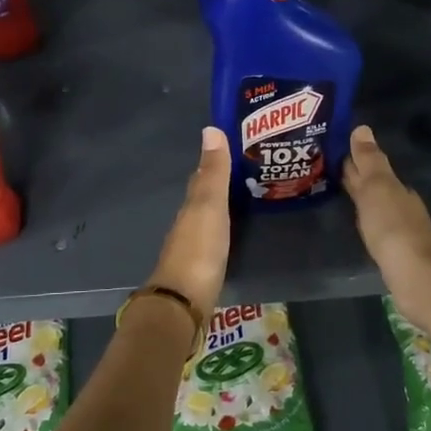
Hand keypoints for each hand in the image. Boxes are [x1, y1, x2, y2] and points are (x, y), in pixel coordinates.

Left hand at [145, 127, 231, 318]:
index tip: (232, 149)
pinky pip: (214, 241)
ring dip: (221, 209)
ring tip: (246, 200)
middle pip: (203, 198)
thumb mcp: (209, 206)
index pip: (201, 177)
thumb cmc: (199, 249)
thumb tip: (210, 129)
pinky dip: (223, 231)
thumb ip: (213, 173)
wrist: (184, 301)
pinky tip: (234, 233)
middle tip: (246, 173)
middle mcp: (188, 224)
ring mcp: (193, 248)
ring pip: (207, 220)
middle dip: (219, 185)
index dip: (213, 163)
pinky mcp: (201, 270)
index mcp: (190, 206)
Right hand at [343, 125, 430, 315]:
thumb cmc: (393, 227)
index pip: (370, 166)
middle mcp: (400, 204)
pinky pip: (376, 227)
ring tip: (338, 193)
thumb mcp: (377, 187)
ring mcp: (399, 229)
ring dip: (360, 198)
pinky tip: (359, 223)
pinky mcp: (396, 252)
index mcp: (395, 187)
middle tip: (328, 167)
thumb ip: (368, 161)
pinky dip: (366, 219)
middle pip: (374, 184)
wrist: (417, 275)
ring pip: (376, 205)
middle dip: (355, 176)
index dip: (352, 158)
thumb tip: (362, 127)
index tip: (332, 149)